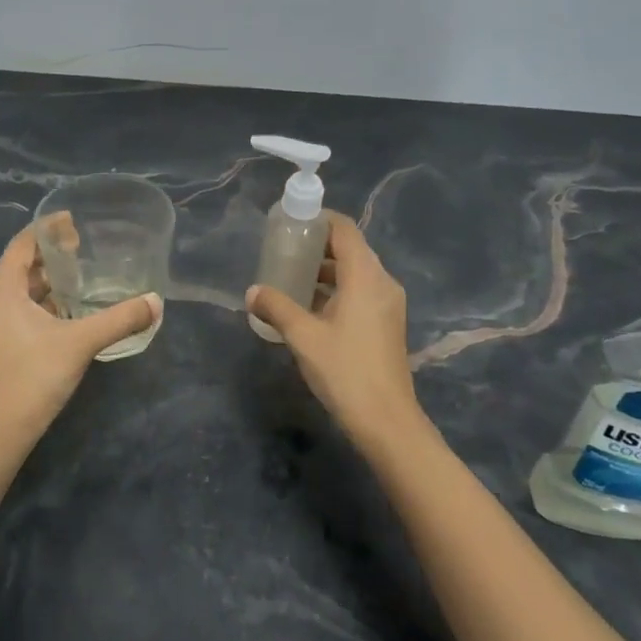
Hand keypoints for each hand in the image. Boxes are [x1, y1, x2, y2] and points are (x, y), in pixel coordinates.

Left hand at [0, 222, 160, 450]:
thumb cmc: (33, 377)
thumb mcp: (81, 343)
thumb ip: (119, 319)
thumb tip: (156, 302)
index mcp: (0, 290)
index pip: (22, 244)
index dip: (48, 229)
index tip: (74, 222)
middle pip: (17, 266)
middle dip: (49, 257)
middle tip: (82, 251)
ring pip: (14, 291)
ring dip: (43, 283)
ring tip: (77, 280)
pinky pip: (11, 311)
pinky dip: (35, 304)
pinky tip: (62, 314)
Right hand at [247, 212, 425, 449]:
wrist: (386, 421)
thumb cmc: (345, 370)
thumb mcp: (303, 336)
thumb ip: (276, 307)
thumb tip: (252, 292)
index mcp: (366, 276)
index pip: (344, 229)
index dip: (319, 220)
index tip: (291, 223)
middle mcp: (382, 282)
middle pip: (350, 249)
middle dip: (318, 246)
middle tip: (284, 250)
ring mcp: (388, 304)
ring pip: (355, 272)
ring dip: (326, 270)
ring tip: (291, 278)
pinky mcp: (387, 323)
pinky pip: (361, 291)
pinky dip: (337, 289)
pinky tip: (311, 307)